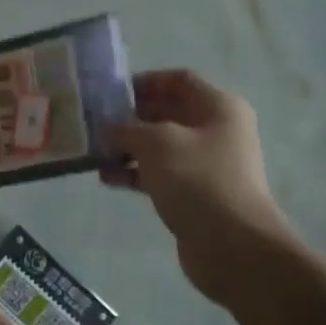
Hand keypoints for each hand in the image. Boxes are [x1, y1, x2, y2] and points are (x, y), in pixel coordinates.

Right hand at [103, 70, 296, 302]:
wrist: (231, 244)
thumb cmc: (197, 179)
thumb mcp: (156, 143)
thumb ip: (127, 128)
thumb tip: (107, 128)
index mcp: (218, 107)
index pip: (178, 80)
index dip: (144, 81)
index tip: (110, 93)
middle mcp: (215, 131)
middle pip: (167, 113)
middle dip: (130, 117)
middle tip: (94, 123)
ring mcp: (205, 164)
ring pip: (159, 146)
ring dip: (127, 147)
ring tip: (94, 153)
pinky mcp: (193, 193)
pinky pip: (158, 174)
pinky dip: (134, 173)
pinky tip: (107, 177)